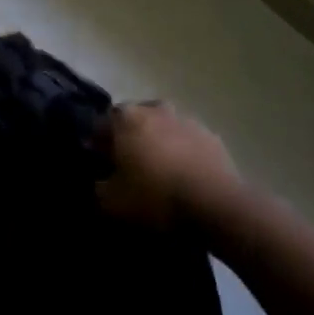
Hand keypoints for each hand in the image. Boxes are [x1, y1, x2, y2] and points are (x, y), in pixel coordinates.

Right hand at [96, 101, 239, 229]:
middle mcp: (155, 109)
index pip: (102, 122)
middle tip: (128, 165)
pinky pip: (187, 140)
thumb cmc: (155, 197)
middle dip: (129, 137)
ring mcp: (186, 119)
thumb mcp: (112, 203)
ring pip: (163, 127)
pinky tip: (183, 176)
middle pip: (134, 119)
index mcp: (126, 118)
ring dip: (157, 142)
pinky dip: (182, 152)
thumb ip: (99, 188)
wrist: (216, 205)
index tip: (99, 162)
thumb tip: (101, 182)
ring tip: (158, 171)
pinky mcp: (212, 136)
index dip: (97, 143)